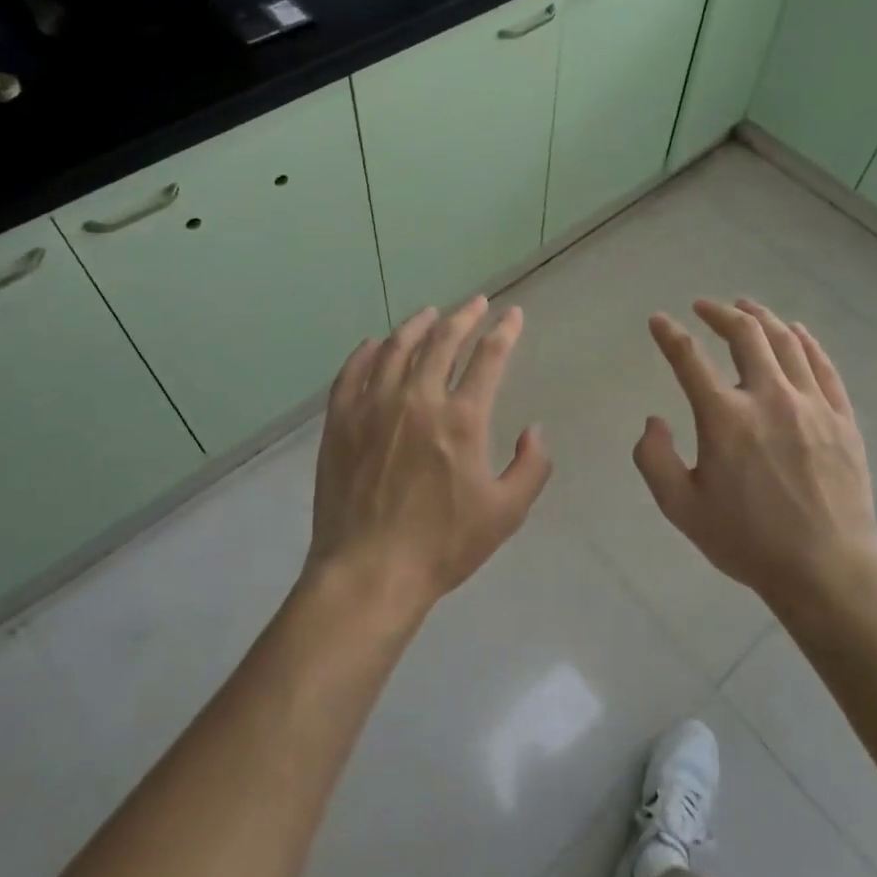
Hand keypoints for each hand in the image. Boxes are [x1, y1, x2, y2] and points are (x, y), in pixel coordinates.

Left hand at [306, 296, 551, 618]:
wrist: (369, 573)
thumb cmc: (443, 546)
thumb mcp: (506, 513)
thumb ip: (532, 467)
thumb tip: (536, 430)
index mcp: (462, 419)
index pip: (489, 357)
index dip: (504, 331)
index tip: (513, 315)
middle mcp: (418, 400)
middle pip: (442, 341)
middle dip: (464, 316)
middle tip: (475, 303)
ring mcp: (374, 407)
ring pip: (396, 348)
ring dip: (417, 325)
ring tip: (429, 313)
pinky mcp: (341, 421)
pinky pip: (352, 373)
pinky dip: (366, 352)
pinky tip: (374, 344)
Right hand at [634, 297, 876, 612]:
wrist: (826, 571)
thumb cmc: (747, 541)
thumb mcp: (681, 508)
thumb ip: (654, 459)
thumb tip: (654, 420)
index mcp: (725, 418)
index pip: (689, 358)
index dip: (669, 334)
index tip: (658, 320)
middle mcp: (768, 397)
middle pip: (744, 334)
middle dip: (719, 312)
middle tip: (704, 306)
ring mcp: (811, 405)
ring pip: (786, 342)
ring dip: (762, 317)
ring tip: (746, 307)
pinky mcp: (842, 418)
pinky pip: (823, 366)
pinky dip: (806, 342)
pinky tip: (796, 332)